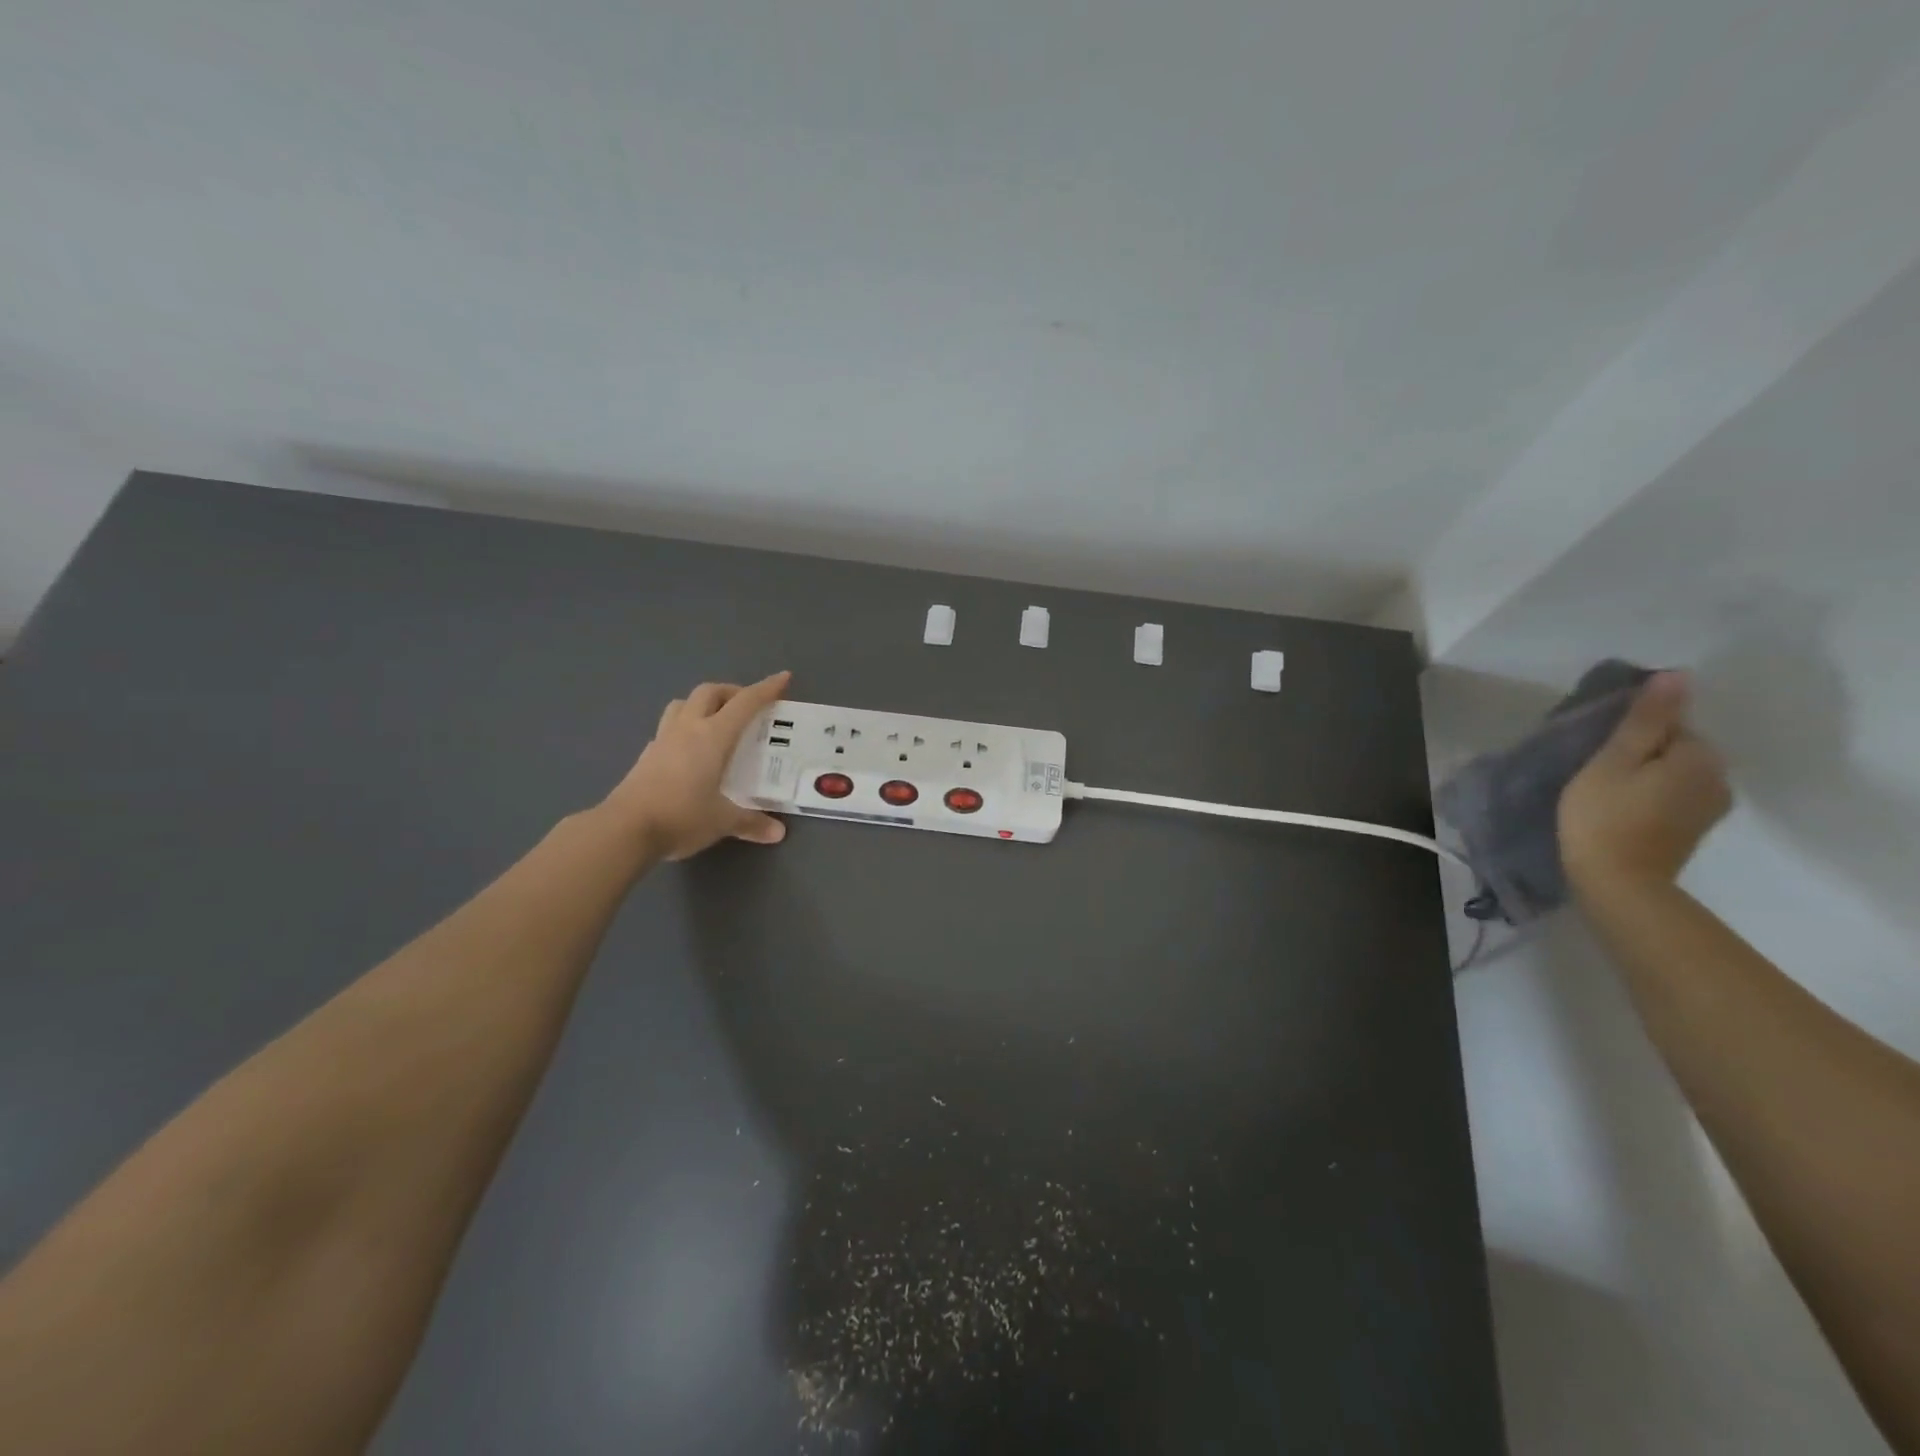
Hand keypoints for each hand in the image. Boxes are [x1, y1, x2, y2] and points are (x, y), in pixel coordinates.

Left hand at [601, 671, 791, 860]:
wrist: (625, 830)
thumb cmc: (681, 816)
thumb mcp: (722, 821)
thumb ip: (751, 823)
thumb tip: (778, 834)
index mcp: (712, 736)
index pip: (744, 703)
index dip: (766, 689)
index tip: (783, 678)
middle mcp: (687, 729)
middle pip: (709, 692)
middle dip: (732, 692)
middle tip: (748, 707)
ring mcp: (663, 740)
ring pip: (683, 704)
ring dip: (703, 704)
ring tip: (717, 721)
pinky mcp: (647, 755)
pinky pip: (668, 728)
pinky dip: (684, 728)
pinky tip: (691, 749)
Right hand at [1558, 671, 1731, 896]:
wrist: (1617, 884)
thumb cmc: (1604, 816)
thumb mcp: (1613, 761)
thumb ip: (1645, 719)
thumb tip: (1678, 674)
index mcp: (1700, 757)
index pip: (1670, 723)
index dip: (1631, 730)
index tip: (1597, 746)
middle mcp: (1719, 778)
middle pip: (1675, 747)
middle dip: (1640, 750)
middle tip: (1594, 766)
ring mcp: (1710, 807)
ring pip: (1674, 772)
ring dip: (1644, 773)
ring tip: (1603, 786)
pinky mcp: (1693, 828)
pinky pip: (1673, 794)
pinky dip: (1648, 794)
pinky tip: (1619, 806)